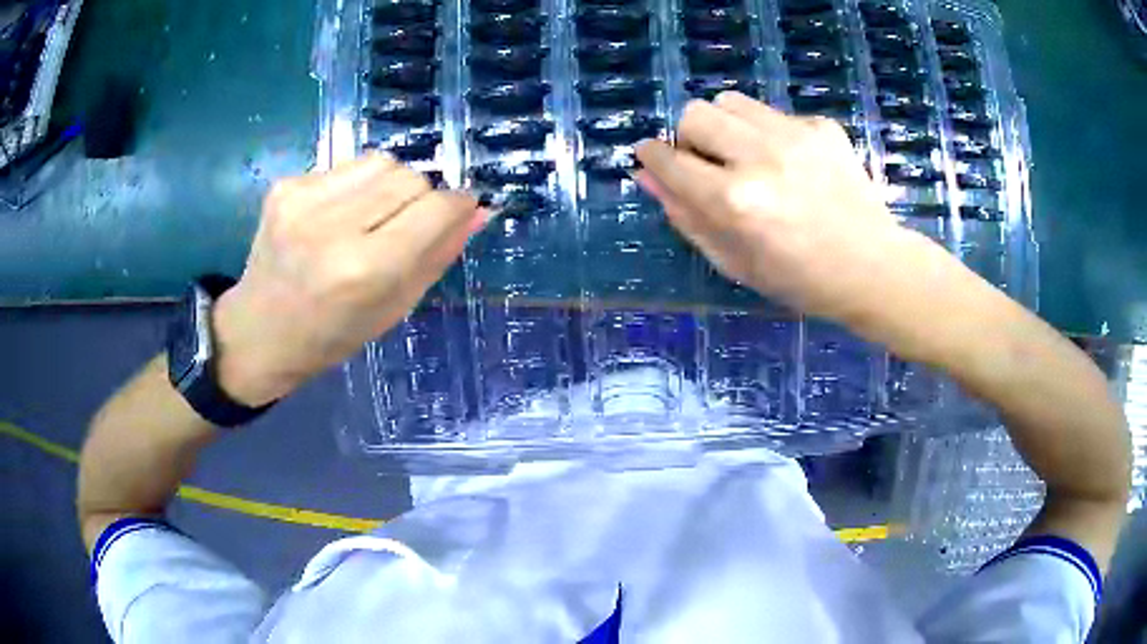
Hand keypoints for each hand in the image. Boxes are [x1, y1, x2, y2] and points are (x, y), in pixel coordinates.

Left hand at [212, 154, 483, 406]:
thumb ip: (438, 255)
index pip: (434, 208)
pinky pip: (346, 166)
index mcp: (365, 270)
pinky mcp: (284, 186)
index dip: (457, 205)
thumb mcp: (394, 308)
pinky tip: (336, 216)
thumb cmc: (331, 336)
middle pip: (410, 177)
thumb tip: (479, 210)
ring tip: (367, 219)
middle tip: (402, 228)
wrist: (258, 333)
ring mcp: (302, 200)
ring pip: (381, 162)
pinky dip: (355, 186)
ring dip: (389, 186)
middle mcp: (332, 227)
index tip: (459, 211)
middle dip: (421, 198)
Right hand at [635, 92, 924, 326]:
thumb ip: (686, 217)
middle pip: (695, 114)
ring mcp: (795, 135)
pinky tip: (789, 163)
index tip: (650, 156)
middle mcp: (761, 157)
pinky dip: (767, 133)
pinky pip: (773, 114)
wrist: (874, 268)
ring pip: (731, 102)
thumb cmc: (801, 280)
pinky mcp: (822, 127)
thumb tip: (647, 176)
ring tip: (745, 156)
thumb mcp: (735, 263)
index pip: (670, 161)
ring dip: (725, 126)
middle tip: (708, 164)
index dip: (651, 156)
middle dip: (689, 137)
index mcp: (735, 201)